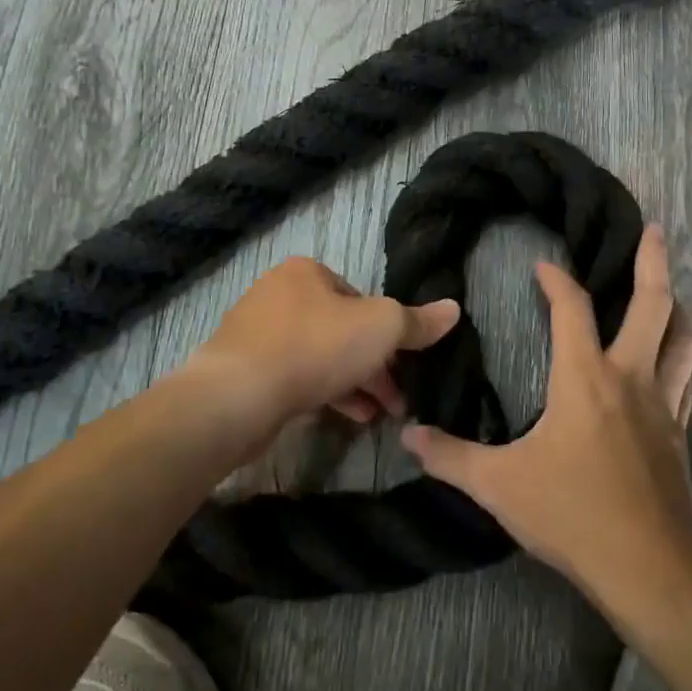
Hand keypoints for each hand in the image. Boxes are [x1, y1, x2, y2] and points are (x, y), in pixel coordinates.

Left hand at [188, 256, 460, 444]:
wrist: (238, 396)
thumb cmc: (315, 348)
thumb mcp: (381, 329)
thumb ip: (417, 322)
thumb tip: (453, 309)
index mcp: (306, 272)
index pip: (359, 298)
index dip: (386, 332)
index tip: (403, 365)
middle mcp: (277, 294)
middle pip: (340, 329)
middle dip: (372, 365)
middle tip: (396, 400)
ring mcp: (256, 333)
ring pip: (318, 356)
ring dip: (352, 384)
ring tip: (378, 416)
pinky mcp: (242, 370)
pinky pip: (294, 377)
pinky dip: (322, 394)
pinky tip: (343, 418)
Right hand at [401, 224, 691, 598]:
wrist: (649, 566)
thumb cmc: (572, 513)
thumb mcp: (499, 485)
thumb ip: (451, 457)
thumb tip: (408, 436)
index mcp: (584, 377)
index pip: (571, 308)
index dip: (555, 280)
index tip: (543, 266)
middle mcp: (630, 377)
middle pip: (653, 304)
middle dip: (652, 262)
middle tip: (653, 229)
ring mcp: (663, 404)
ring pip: (682, 340)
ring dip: (677, 310)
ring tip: (671, 293)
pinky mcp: (680, 433)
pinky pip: (687, 380)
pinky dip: (681, 359)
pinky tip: (675, 362)